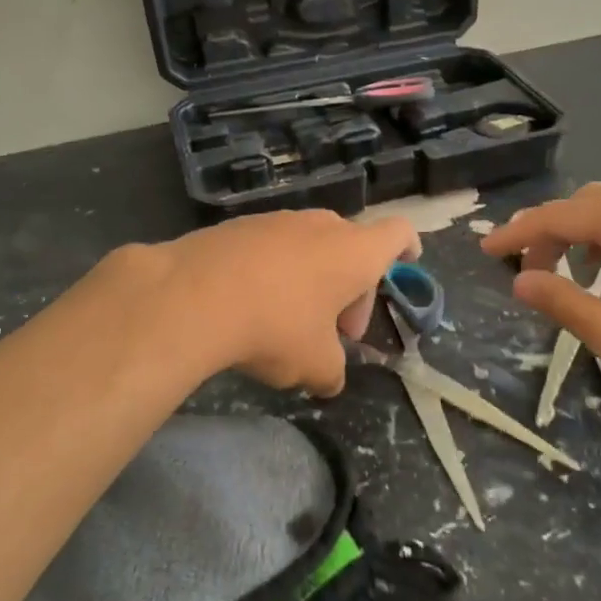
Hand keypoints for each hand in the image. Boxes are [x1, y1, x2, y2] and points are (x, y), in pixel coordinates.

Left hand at [129, 210, 419, 396]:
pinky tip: (250, 306)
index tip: (409, 260)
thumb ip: (332, 371)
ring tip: (290, 322)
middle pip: (351, 248)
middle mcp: (319, 225)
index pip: (397, 234)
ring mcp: (276, 220)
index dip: (407, 247)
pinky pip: (270, 248)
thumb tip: (328, 380)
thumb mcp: (314, 365)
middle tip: (335, 332)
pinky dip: (273, 272)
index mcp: (353, 252)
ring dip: (311, 281)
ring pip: (309, 247)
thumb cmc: (275, 326)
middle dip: (350, 289)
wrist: (191, 296)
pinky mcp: (236, 226)